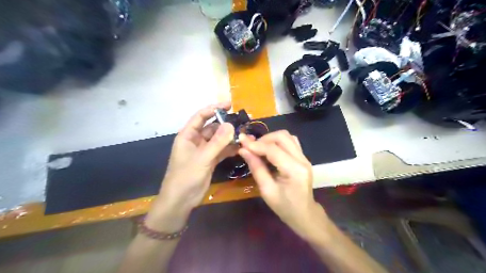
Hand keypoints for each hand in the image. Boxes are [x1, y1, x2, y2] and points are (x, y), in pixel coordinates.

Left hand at [146, 102, 237, 232]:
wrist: (181, 200)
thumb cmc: (186, 176)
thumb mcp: (202, 158)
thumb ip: (217, 142)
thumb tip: (230, 124)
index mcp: (188, 135)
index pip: (201, 116)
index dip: (214, 108)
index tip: (229, 104)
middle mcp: (196, 141)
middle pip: (212, 127)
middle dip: (225, 124)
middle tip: (242, 121)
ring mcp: (204, 151)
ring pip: (218, 139)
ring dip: (229, 137)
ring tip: (244, 134)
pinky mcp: (210, 160)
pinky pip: (221, 150)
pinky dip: (229, 148)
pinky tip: (240, 147)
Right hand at [236, 130, 323, 238]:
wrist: (304, 214)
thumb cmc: (284, 207)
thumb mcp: (266, 190)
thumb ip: (256, 168)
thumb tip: (243, 150)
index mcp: (295, 170)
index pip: (273, 150)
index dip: (256, 144)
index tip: (241, 141)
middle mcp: (302, 160)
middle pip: (282, 137)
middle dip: (264, 139)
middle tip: (251, 147)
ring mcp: (305, 157)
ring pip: (287, 136)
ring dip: (271, 139)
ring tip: (259, 148)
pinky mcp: (303, 157)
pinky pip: (290, 141)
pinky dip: (278, 142)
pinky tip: (270, 150)